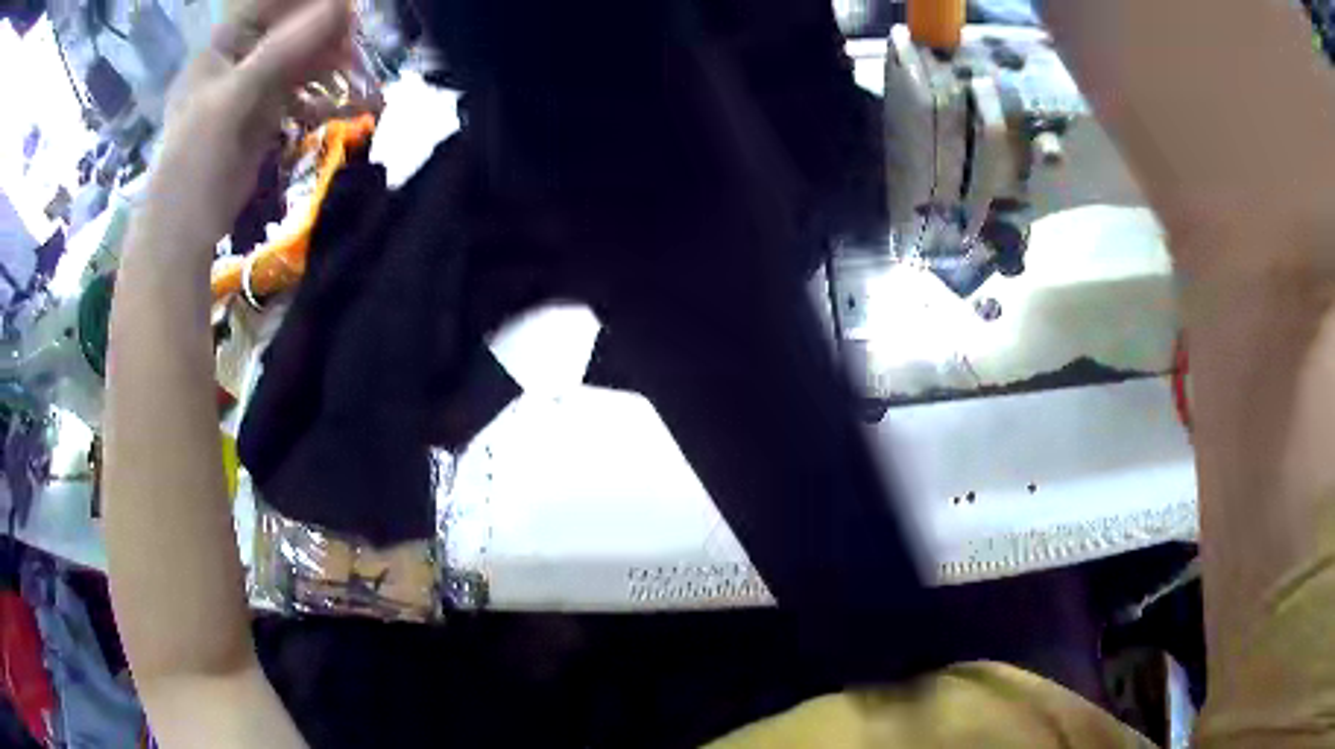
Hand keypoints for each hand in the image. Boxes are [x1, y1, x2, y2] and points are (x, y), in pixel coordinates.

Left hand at [143, 0, 351, 249]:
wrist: (184, 234)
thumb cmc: (194, 163)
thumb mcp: (232, 101)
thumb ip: (281, 52)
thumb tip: (340, 6)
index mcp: (219, 51)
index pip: (266, 7)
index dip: (302, 3)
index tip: (342, 7)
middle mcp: (235, 64)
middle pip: (285, 33)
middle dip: (320, 33)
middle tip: (353, 41)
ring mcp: (249, 91)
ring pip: (295, 62)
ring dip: (325, 63)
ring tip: (353, 71)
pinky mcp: (261, 118)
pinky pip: (296, 93)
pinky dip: (319, 94)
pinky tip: (340, 99)